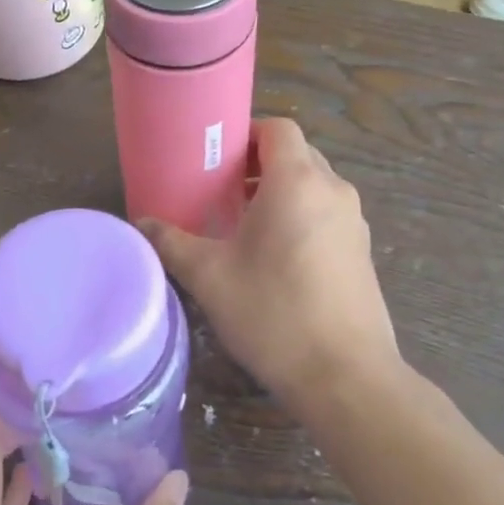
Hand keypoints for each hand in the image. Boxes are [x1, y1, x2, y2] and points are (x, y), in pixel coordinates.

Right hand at [140, 118, 398, 405]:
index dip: (246, 133)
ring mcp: (355, 222)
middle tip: (221, 191)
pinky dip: (301, 217)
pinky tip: (276, 258)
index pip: (278, 128)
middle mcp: (334, 190)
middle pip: (297, 154)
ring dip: (281, 192)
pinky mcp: (363, 252)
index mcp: (298, 182)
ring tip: (244, 224)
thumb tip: (140, 223)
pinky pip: (327, 214)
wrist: (346, 376)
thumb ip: (172, 243)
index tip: (215, 158)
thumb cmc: (273, 313)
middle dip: (259, 164)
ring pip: (314, 186)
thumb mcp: (210, 277)